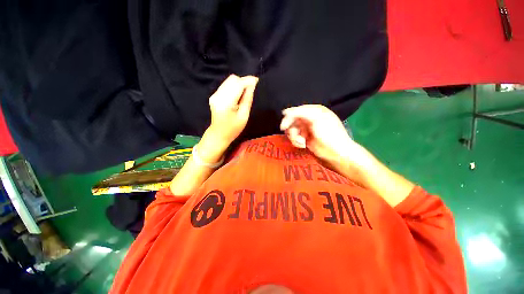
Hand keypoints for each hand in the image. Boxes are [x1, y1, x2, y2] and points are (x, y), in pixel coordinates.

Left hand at [207, 74, 258, 146]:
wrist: (218, 134)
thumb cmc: (233, 129)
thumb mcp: (244, 116)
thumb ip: (247, 99)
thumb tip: (252, 85)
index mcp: (226, 103)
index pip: (238, 85)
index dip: (248, 81)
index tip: (257, 81)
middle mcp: (218, 96)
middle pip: (232, 79)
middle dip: (243, 81)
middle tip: (252, 89)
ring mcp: (214, 95)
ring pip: (229, 81)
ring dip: (239, 84)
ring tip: (246, 92)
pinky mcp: (214, 95)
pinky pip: (226, 85)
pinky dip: (234, 87)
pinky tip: (238, 95)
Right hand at [281, 104, 414, 205]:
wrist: (336, 154)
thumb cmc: (329, 134)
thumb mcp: (316, 118)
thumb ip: (300, 113)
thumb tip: (285, 112)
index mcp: (315, 111)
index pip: (297, 111)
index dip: (289, 118)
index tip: (284, 126)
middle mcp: (310, 119)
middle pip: (293, 121)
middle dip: (292, 129)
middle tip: (294, 136)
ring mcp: (307, 130)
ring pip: (292, 130)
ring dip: (295, 137)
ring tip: (302, 142)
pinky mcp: (305, 139)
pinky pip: (295, 138)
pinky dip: (296, 142)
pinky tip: (303, 145)